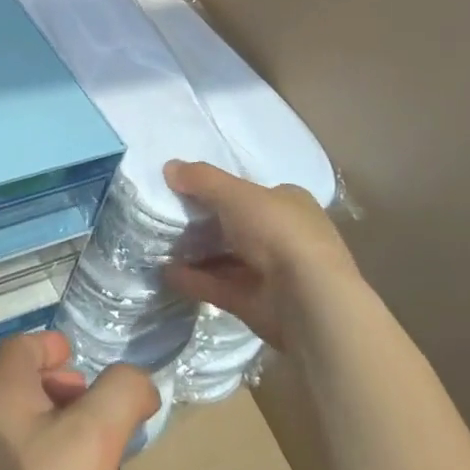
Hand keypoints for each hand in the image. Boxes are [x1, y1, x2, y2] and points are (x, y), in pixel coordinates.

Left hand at [0, 331, 158, 469]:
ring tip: (98, 461)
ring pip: (27, 432)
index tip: (85, 363)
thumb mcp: (93, 437)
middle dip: (66, 392)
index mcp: (0, 392)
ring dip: (63, 435)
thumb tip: (138, 380)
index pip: (23, 346)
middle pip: (25, 386)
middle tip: (102, 416)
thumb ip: (121, 394)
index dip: (55, 347)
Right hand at [164, 160, 358, 349]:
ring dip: (196, 253)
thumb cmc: (278, 232)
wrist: (309, 301)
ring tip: (160, 245)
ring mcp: (272, 272)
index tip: (187, 189)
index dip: (221, 189)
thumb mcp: (235, 194)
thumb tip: (168, 166)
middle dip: (205, 223)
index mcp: (290, 203)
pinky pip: (219, 286)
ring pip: (227, 258)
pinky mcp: (257, 303)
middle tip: (168, 216)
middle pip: (237, 225)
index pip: (252, 191)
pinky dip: (195, 280)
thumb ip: (201, 179)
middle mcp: (285, 236)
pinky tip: (167, 273)